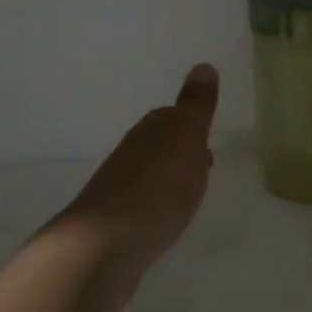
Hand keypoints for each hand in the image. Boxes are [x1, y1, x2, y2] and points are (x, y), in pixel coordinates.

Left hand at [56, 64, 219, 311]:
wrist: (104, 246)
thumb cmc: (155, 188)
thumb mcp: (185, 138)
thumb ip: (195, 105)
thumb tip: (203, 65)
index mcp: (150, 131)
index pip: (171, 118)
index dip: (191, 126)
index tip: (208, 139)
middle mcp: (131, 154)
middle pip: (160, 146)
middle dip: (180, 152)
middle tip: (204, 166)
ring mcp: (119, 189)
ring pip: (151, 176)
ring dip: (168, 181)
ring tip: (189, 196)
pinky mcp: (115, 224)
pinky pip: (143, 206)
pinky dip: (156, 208)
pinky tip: (164, 221)